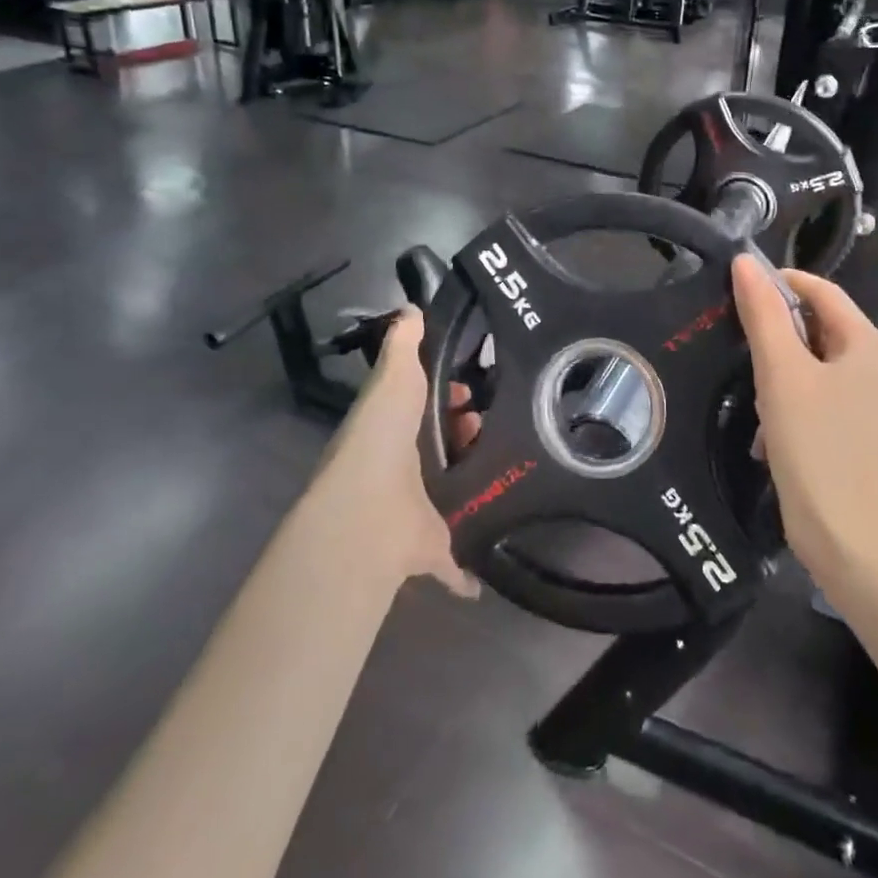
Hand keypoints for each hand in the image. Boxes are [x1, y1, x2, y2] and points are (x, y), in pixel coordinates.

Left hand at [307, 308, 478, 598]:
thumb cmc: (382, 438)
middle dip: (468, 430)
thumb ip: (403, 345)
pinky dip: (468, 569)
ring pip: (452, 489)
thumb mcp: (393, 378)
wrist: (369, 514)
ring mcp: (418, 508)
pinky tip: (491, 564)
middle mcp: (402, 467)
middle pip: (441, 444)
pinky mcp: (433, 546)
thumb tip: (412, 307)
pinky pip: (456, 558)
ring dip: (475, 478)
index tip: (472, 386)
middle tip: (493, 421)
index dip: (447, 392)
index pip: (423, 403)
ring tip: (508, 458)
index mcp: (392, 428)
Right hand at [731, 257, 877, 584]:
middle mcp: (877, 365)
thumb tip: (744, 262)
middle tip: (739, 347)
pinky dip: (791, 398)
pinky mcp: (857, 428)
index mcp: (868, 344)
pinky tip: (770, 429)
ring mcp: (870, 399)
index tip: (736, 293)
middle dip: (777, 332)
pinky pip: (819, 392)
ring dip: (780, 369)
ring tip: (754, 395)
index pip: (821, 290)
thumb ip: (763, 314)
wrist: (844, 536)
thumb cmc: (813, 445)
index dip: (778, 283)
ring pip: (814, 361)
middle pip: (818, 325)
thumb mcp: (781, 373)